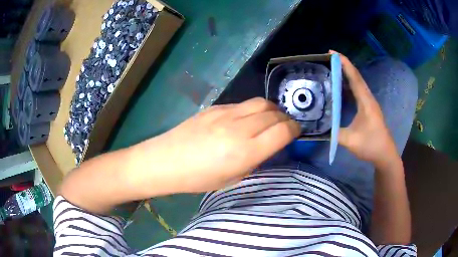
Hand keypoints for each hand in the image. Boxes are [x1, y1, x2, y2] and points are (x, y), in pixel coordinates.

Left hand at [132, 98, 299, 193]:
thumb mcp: (232, 178)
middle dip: (285, 119)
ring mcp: (225, 114)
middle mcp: (238, 128)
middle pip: (274, 113)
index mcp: (244, 152)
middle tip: (285, 126)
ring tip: (270, 119)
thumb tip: (269, 144)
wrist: (166, 160)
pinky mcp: (215, 107)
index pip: (282, 131)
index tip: (296, 132)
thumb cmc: (198, 178)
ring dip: (272, 110)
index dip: (294, 130)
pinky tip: (247, 119)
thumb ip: (254, 159)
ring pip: (260, 103)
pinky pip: (243, 104)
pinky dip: (253, 110)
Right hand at [333, 51, 398, 166]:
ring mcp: (369, 103)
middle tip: (327, 59)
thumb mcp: (351, 141)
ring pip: (357, 84)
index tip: (331, 52)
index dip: (344, 63)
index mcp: (366, 102)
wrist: (385, 155)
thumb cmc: (371, 145)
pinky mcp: (368, 109)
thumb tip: (318, 126)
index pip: (354, 77)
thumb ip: (334, 133)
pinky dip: (348, 86)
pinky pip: (357, 92)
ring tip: (331, 69)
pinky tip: (340, 88)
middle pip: (356, 77)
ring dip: (346, 75)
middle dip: (343, 65)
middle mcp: (368, 98)